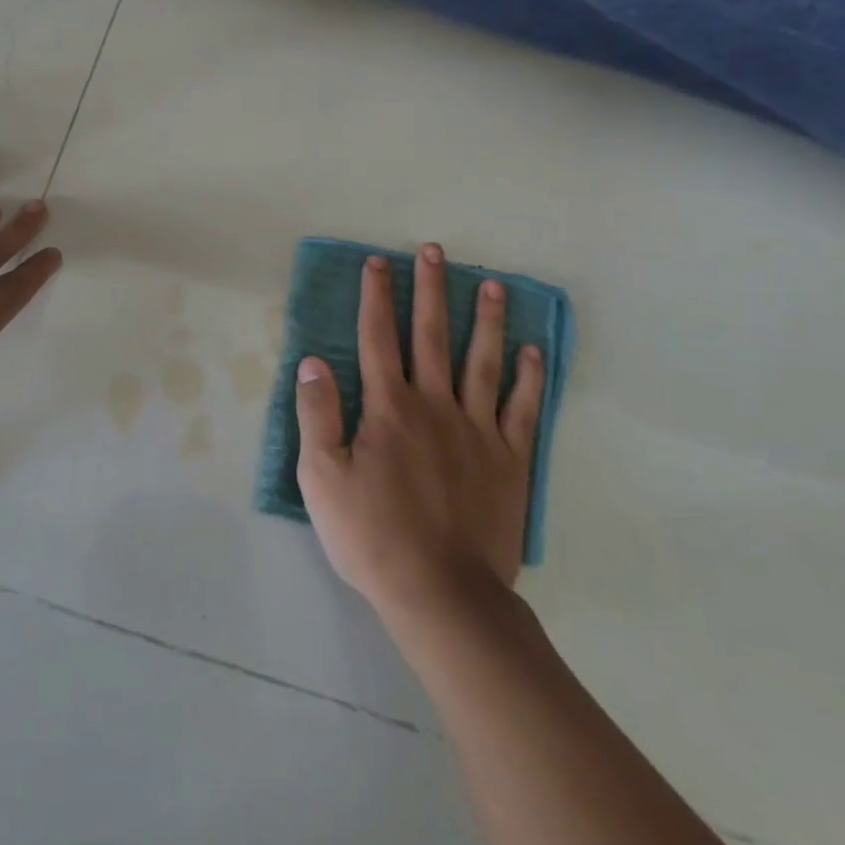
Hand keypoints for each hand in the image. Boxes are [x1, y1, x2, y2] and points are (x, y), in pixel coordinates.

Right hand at [294, 245, 543, 620]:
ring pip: (482, 362)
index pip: (377, 337)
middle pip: (432, 336)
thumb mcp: (321, 478)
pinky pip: (522, 409)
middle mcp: (434, 405)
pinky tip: (532, 350)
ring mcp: (478, 430)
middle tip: (434, 251)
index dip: (376, 296)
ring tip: (490, 283)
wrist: (442, 593)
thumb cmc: (371, 535)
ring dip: (485, 319)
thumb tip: (312, 362)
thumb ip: (317, 415)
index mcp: (388, 408)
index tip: (378, 261)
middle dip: (430, 290)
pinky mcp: (509, 460)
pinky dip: (529, 377)